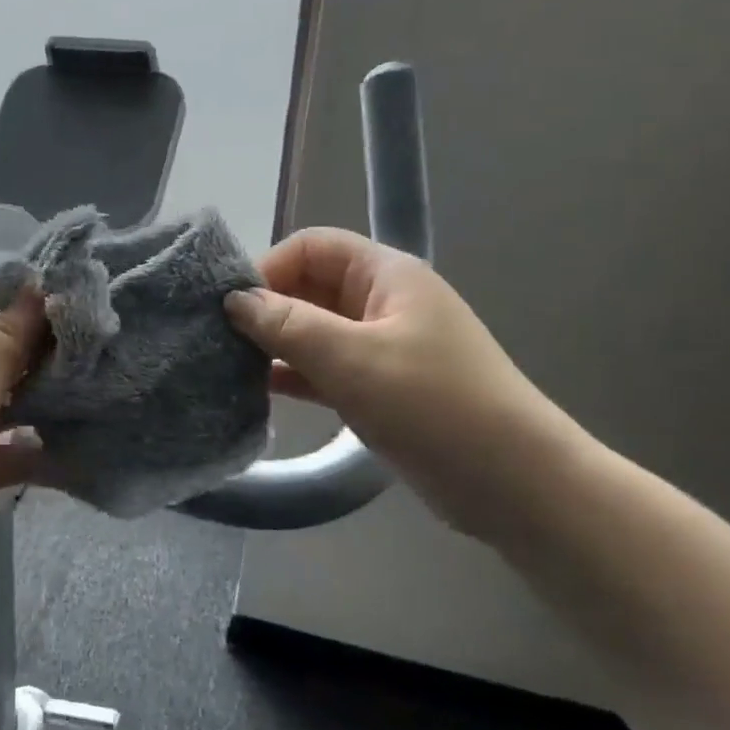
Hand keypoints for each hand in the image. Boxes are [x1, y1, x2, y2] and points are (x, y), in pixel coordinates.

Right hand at [225, 228, 568, 541]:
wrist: (511, 482)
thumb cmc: (433, 406)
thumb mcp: (352, 359)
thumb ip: (287, 325)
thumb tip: (233, 300)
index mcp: (387, 275)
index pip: (312, 247)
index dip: (268, 268)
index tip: (229, 308)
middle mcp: (384, 302)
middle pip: (311, 286)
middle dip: (266, 308)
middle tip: (218, 340)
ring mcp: (383, 346)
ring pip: (315, 330)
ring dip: (275, 344)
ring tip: (227, 367)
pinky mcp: (380, 387)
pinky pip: (325, 368)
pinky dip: (293, 375)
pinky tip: (258, 392)